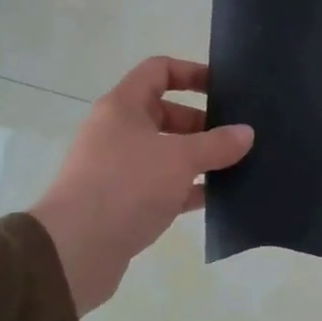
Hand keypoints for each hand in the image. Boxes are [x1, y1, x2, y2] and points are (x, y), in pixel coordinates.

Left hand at [31, 57, 252, 314]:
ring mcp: (119, 168)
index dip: (192, 73)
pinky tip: (217, 198)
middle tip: (238, 136)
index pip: (159, 70)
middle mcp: (118, 131)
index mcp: (123, 107)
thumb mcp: (179, 159)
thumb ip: (217, 144)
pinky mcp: (123, 202)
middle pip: (166, 113)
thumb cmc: (126, 186)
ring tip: (237, 166)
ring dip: (199, 158)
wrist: (75, 250)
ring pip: (167, 153)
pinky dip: (188, 188)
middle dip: (203, 123)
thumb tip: (246, 133)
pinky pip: (163, 186)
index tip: (225, 89)